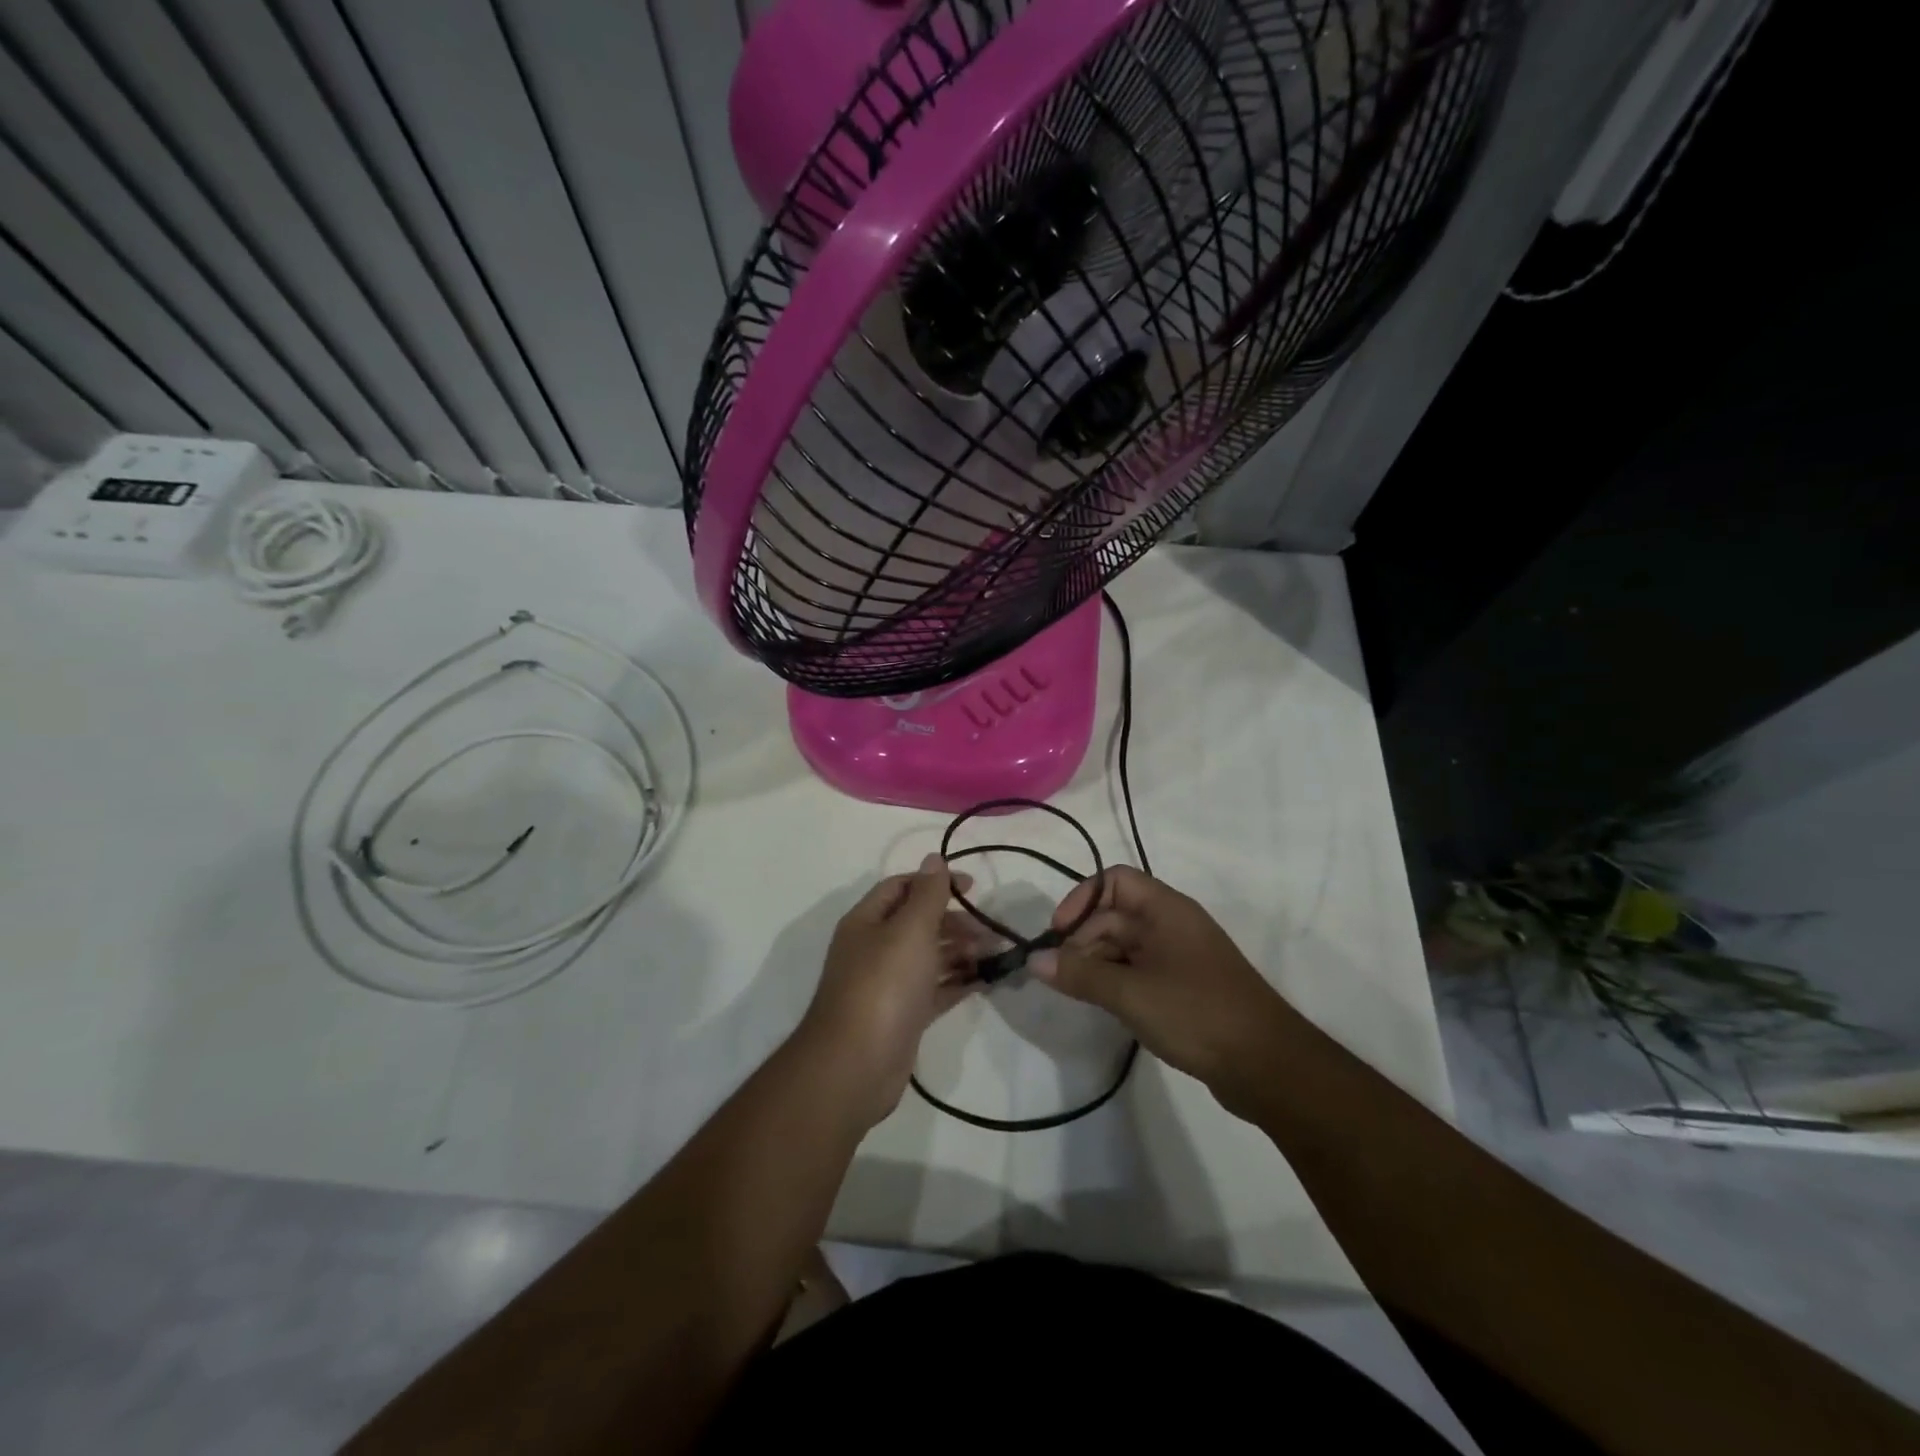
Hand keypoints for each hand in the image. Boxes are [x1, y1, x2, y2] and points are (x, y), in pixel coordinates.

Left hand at [796, 855, 981, 1128]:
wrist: (855, 1066)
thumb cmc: (883, 986)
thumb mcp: (909, 930)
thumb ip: (927, 894)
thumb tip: (934, 857)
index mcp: (867, 921)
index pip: (901, 887)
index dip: (935, 882)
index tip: (973, 888)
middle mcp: (874, 948)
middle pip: (918, 923)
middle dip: (955, 922)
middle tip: (991, 931)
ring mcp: (887, 985)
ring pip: (929, 957)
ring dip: (961, 952)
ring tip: (996, 955)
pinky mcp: (902, 1016)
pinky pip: (934, 990)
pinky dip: (958, 982)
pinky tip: (986, 981)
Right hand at [1032, 867, 1297, 1112]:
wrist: (1268, 1066)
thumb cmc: (1197, 1014)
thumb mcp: (1131, 992)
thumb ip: (1080, 973)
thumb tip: (1035, 960)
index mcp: (1166, 910)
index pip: (1114, 880)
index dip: (1082, 899)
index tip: (1058, 934)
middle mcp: (1172, 925)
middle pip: (1114, 915)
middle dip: (1083, 939)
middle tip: (1060, 976)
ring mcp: (1180, 957)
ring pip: (1125, 946)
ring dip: (1097, 963)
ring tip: (1078, 994)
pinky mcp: (1184, 988)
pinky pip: (1139, 971)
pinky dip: (1117, 982)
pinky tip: (1105, 1007)